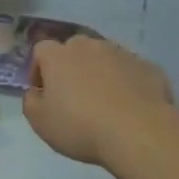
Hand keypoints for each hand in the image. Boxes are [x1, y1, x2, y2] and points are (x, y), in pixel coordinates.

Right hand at [23, 37, 172, 167]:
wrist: (139, 132)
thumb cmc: (81, 127)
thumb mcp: (41, 123)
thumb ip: (31, 102)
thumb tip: (35, 92)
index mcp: (59, 56)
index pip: (41, 50)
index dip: (38, 69)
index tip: (43, 91)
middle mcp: (89, 46)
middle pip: (74, 48)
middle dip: (71, 67)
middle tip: (74, 95)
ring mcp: (121, 53)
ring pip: (105, 57)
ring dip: (100, 73)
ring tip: (104, 101)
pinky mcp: (148, 67)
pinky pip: (130, 71)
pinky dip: (127, 83)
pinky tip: (130, 106)